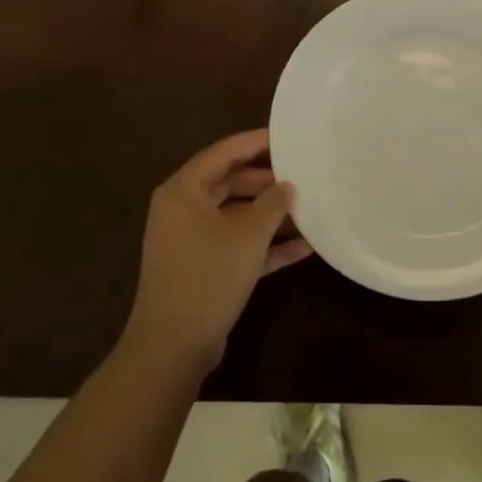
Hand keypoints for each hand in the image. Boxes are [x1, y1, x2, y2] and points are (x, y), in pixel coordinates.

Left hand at [124, 130, 308, 370]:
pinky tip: (302, 248)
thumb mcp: (248, 234)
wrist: (174, 345)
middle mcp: (182, 209)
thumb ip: (272, 203)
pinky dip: (263, 245)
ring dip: (268, 215)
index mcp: (184, 190)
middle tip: (301, 174)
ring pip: (235, 216)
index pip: (223, 153)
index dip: (255, 142)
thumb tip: (286, 185)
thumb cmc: (209, 274)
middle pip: (229, 183)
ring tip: (307, 208)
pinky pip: (235, 245)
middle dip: (266, 181)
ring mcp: (190, 241)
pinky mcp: (201, 269)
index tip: (287, 136)